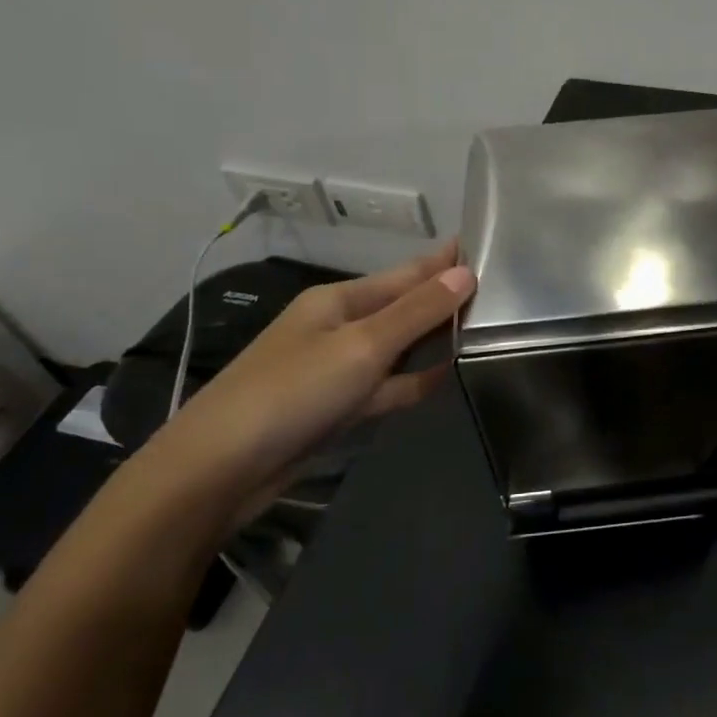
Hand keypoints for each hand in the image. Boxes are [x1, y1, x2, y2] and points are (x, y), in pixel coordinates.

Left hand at [139, 242, 475, 527]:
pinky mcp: (338, 408)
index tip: (482, 246)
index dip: (442, 261)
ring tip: (484, 331)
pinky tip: (445, 376)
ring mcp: (337, 370)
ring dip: (433, 340)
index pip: (405, 272)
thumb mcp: (362, 345)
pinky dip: (414, 380)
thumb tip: (466, 273)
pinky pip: (387, 385)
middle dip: (444, 300)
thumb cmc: (293, 392)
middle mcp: (339, 328)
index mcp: (339, 300)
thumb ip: (417, 312)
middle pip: (403, 308)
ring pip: (399, 348)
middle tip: (497, 293)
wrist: (219, 471)